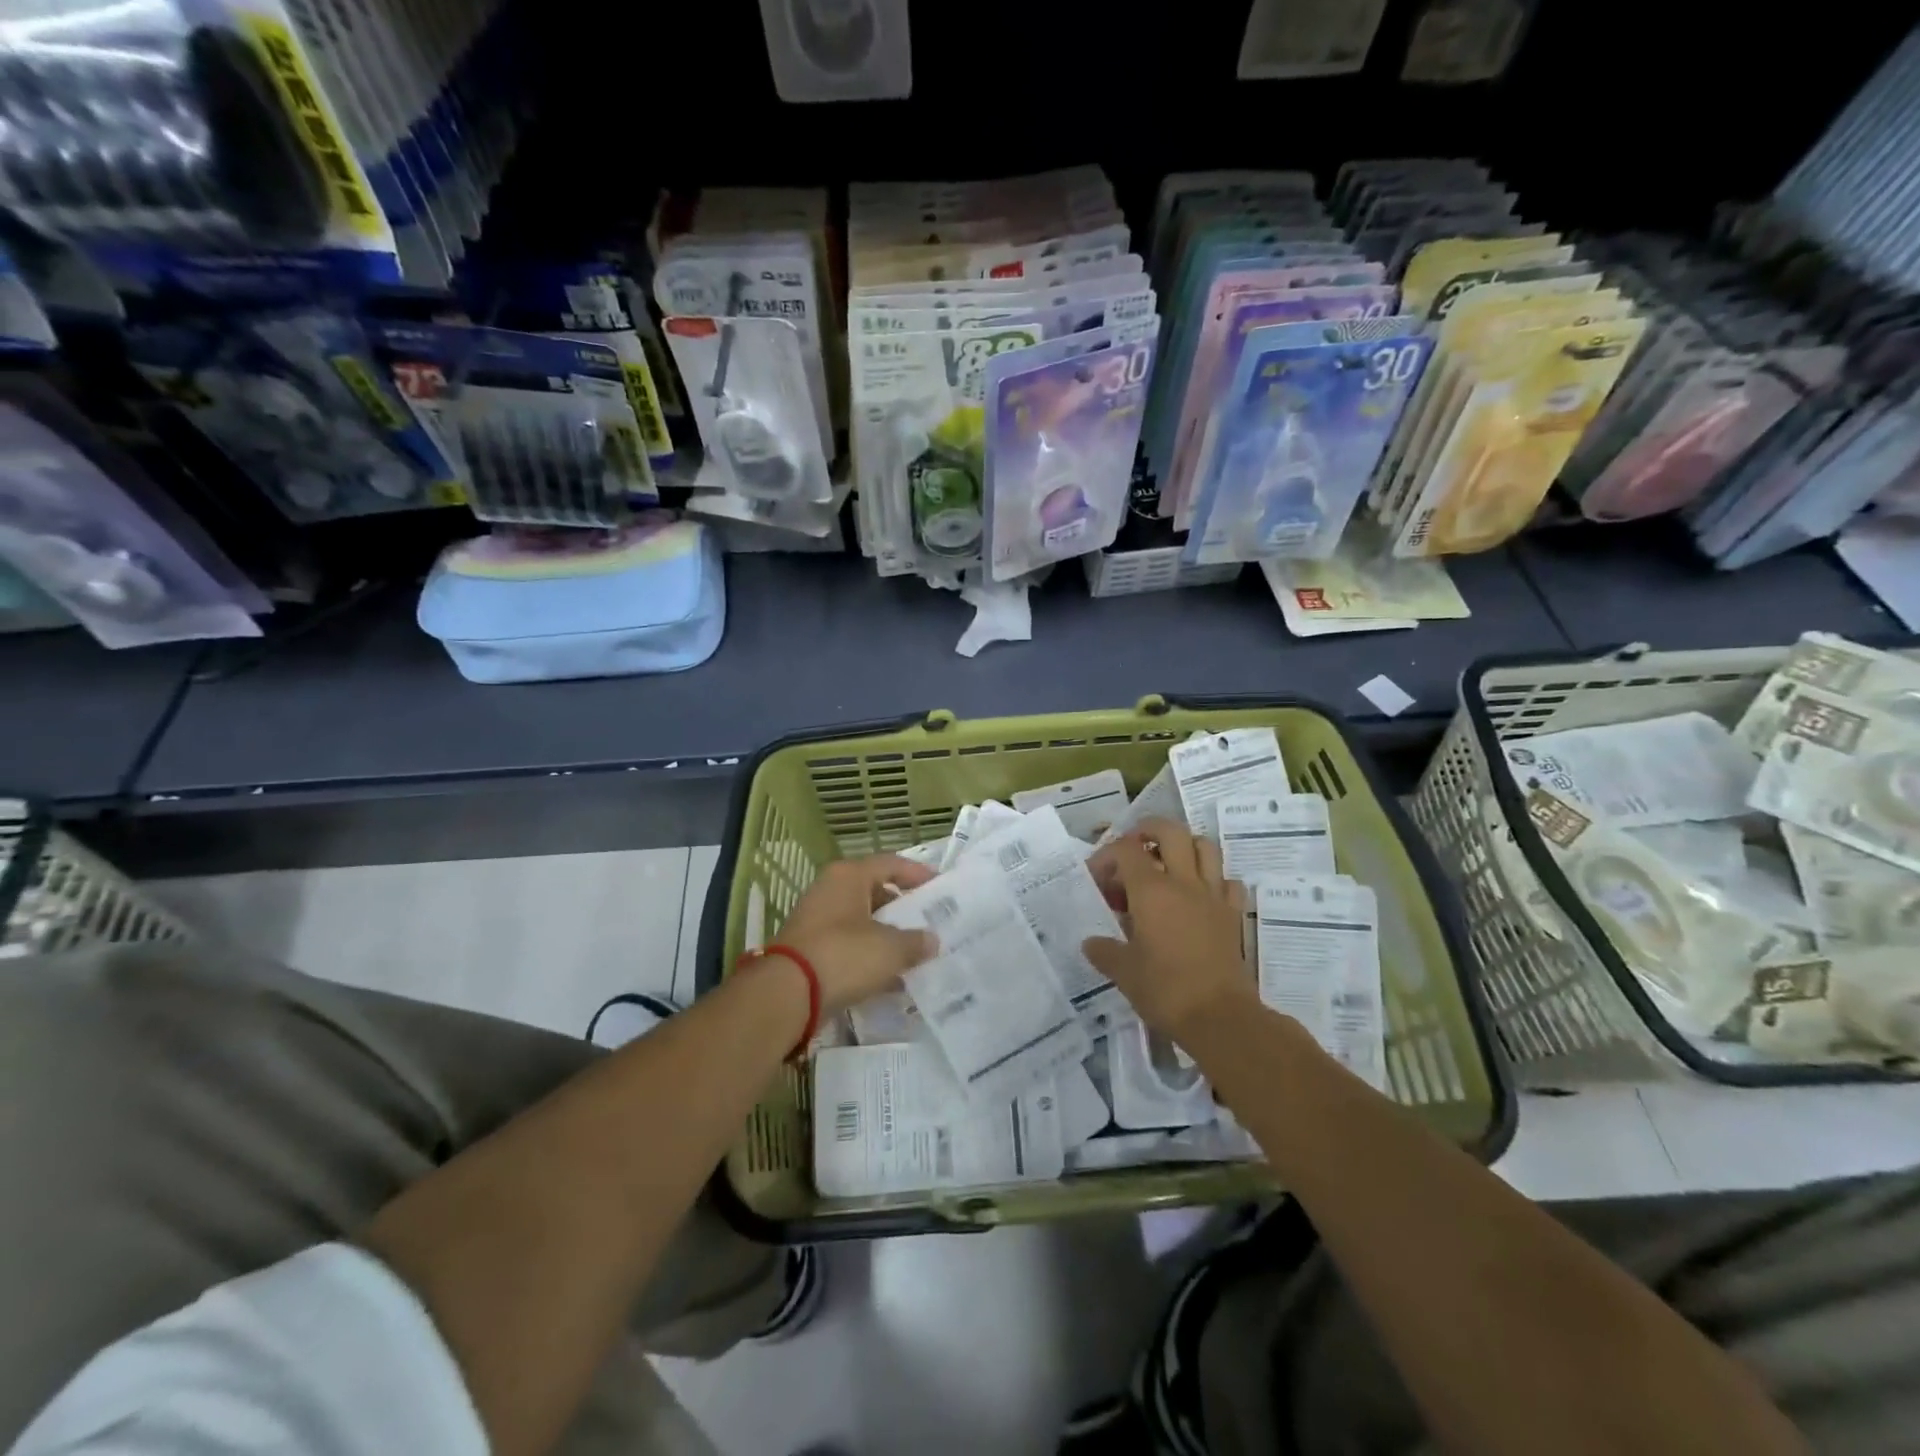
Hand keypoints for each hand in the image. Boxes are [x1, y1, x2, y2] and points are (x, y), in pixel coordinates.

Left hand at [774, 854, 937, 1012]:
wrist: (787, 994)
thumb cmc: (843, 955)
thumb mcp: (890, 949)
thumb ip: (915, 942)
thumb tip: (931, 940)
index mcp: (849, 875)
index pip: (891, 864)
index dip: (918, 874)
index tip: (940, 888)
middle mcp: (830, 889)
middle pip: (875, 891)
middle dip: (902, 909)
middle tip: (929, 923)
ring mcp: (816, 919)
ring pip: (861, 920)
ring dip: (886, 935)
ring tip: (914, 953)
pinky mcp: (809, 948)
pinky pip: (847, 945)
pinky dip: (868, 956)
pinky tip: (889, 978)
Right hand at [1083, 818, 1255, 1037]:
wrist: (1221, 1018)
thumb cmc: (1165, 990)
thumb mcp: (1124, 972)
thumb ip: (1104, 951)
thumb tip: (1091, 943)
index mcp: (1151, 891)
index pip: (1126, 850)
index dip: (1107, 856)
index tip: (1096, 879)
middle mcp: (1184, 883)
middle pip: (1170, 832)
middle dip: (1148, 830)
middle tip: (1133, 847)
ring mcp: (1213, 896)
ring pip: (1205, 848)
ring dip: (1185, 847)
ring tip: (1168, 864)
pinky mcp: (1233, 915)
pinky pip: (1228, 882)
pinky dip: (1214, 880)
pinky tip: (1200, 896)